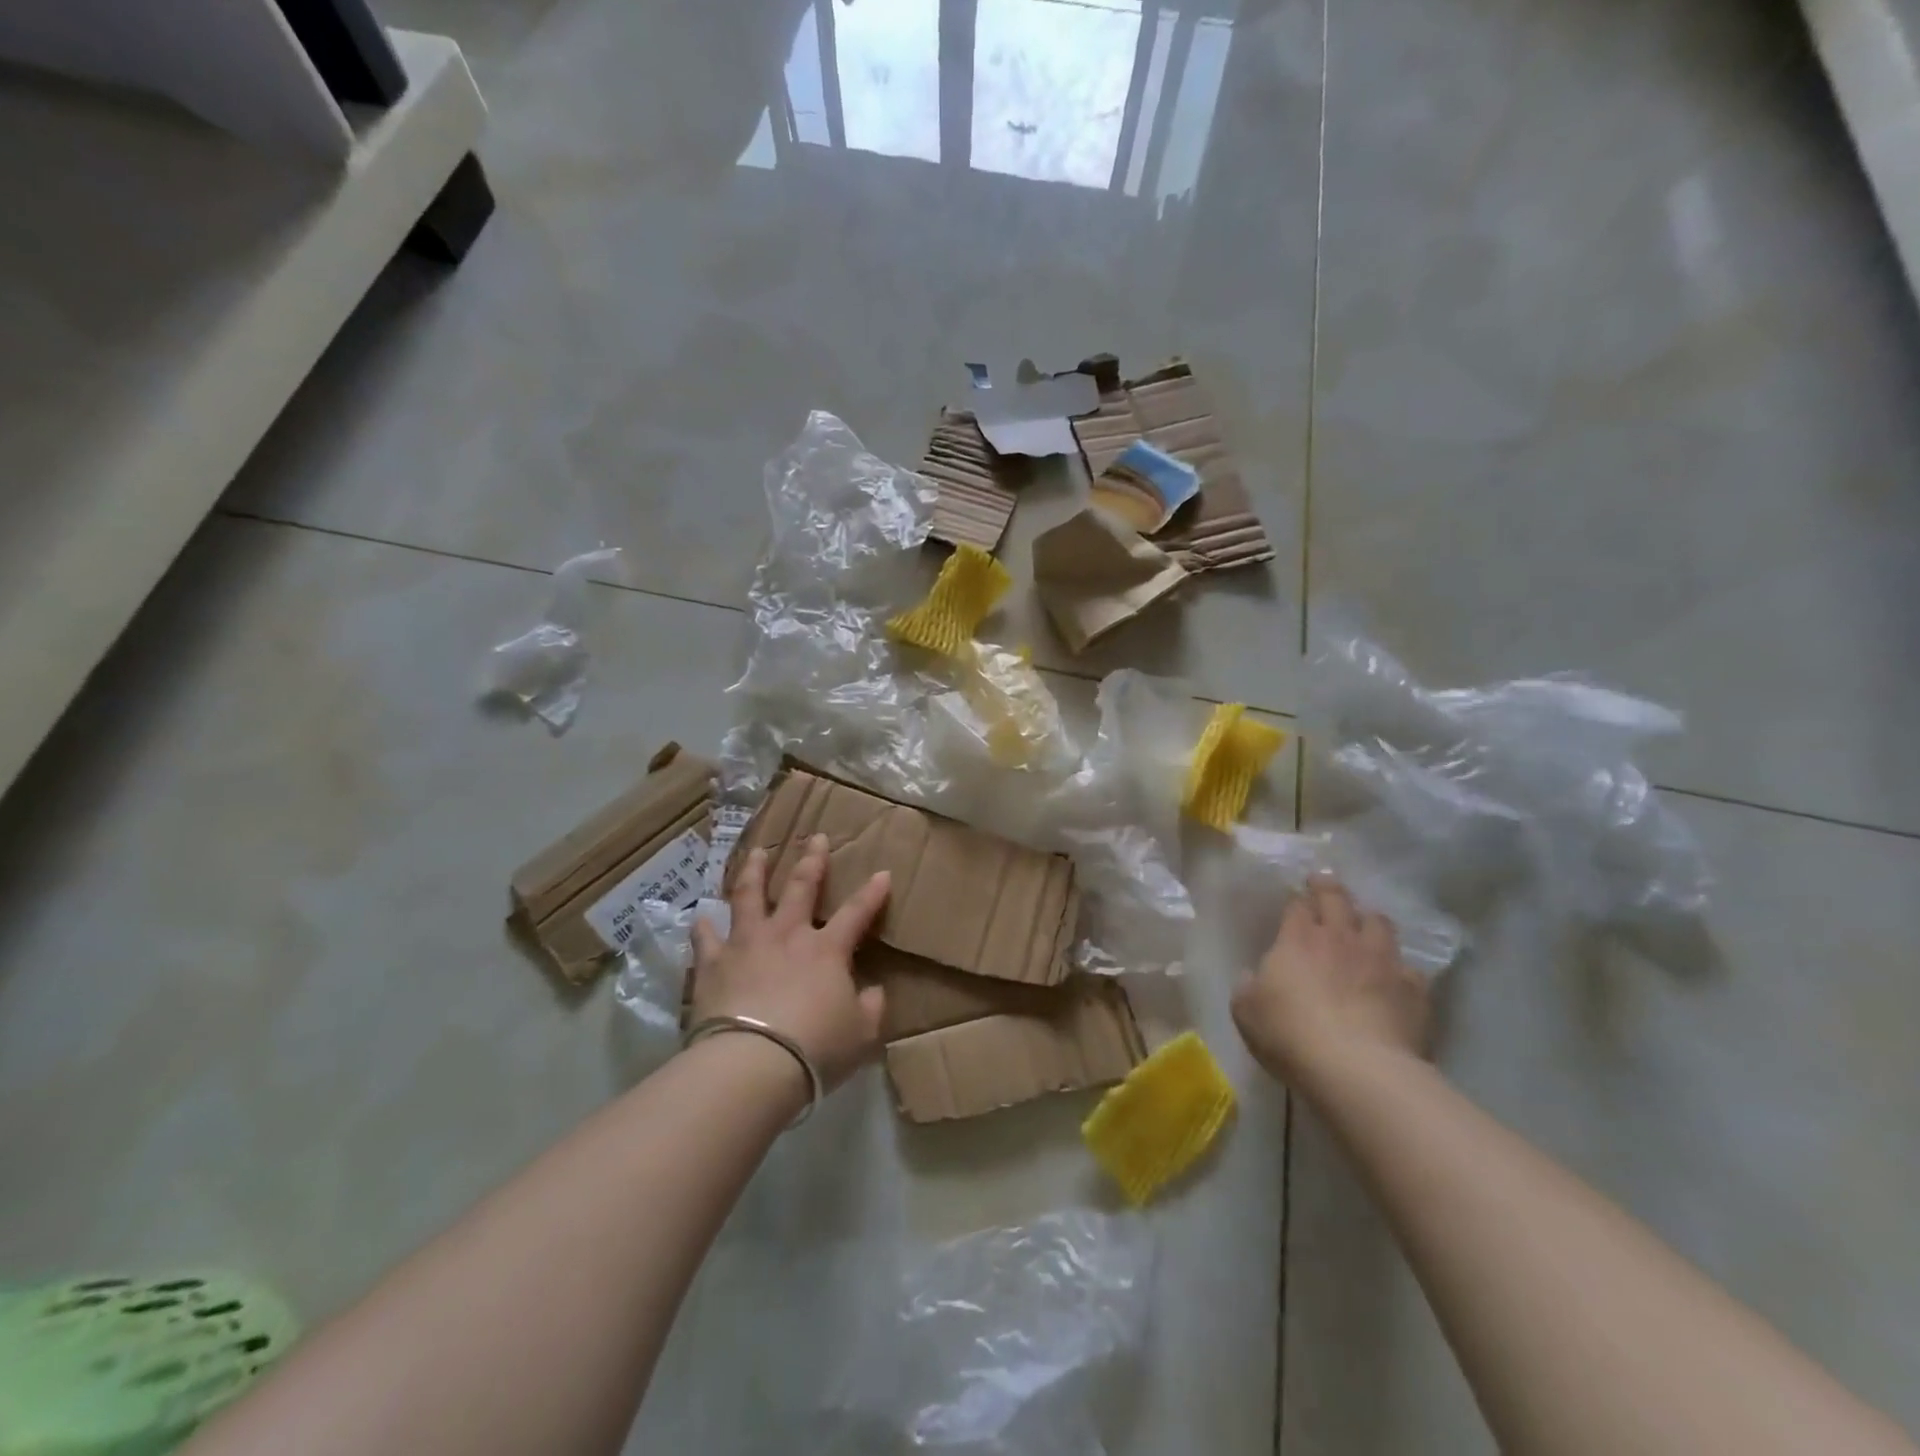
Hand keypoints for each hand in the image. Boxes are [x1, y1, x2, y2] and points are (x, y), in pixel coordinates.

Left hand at [689, 835, 889, 1090]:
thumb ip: (871, 1008)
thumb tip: (874, 992)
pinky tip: (701, 916)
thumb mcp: (861, 1034)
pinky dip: (704, 926)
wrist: (752, 1063)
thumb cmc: (815, 1048)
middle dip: (812, 860)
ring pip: (749, 896)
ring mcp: (747, 944)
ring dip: (754, 871)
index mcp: (826, 950)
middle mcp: (787, 935)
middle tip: (816, 837)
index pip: (856, 913)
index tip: (882, 872)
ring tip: (757, 852)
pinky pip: (706, 938)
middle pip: (801, 887)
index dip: (872, 893)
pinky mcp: (713, 964)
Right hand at [1231, 876, 1431, 1097]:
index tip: (1297, 898)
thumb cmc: (1290, 1034)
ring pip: (1380, 923)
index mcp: (1298, 939)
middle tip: (1325, 883)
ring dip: (1369, 920)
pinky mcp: (1413, 990)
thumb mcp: (1246, 1011)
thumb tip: (1254, 976)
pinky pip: (1409, 968)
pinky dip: (1399, 968)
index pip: (1299, 904)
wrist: (1357, 1068)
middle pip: (1338, 899)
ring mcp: (1381, 960)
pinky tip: (1395, 978)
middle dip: (1330, 888)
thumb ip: (1248, 986)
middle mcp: (1341, 938)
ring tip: (1365, 924)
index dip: (1298, 898)